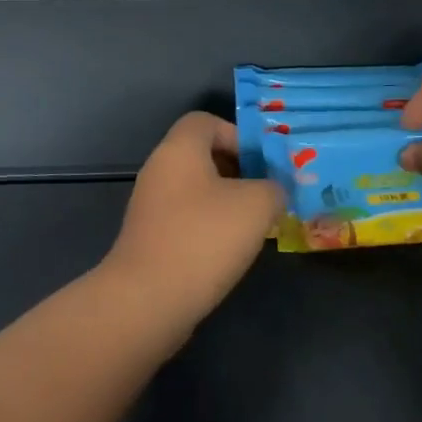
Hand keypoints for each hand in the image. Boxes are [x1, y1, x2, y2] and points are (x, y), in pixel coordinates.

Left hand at [100, 112, 283, 341]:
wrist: (147, 300)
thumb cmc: (204, 238)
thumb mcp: (257, 205)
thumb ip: (274, 188)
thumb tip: (274, 191)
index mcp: (179, 149)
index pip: (206, 121)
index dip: (238, 135)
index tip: (262, 165)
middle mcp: (159, 169)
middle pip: (202, 155)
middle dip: (238, 171)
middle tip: (266, 195)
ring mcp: (150, 206)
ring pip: (195, 190)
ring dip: (225, 203)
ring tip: (253, 227)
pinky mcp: (149, 238)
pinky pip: (185, 219)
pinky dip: (207, 227)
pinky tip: (227, 252)